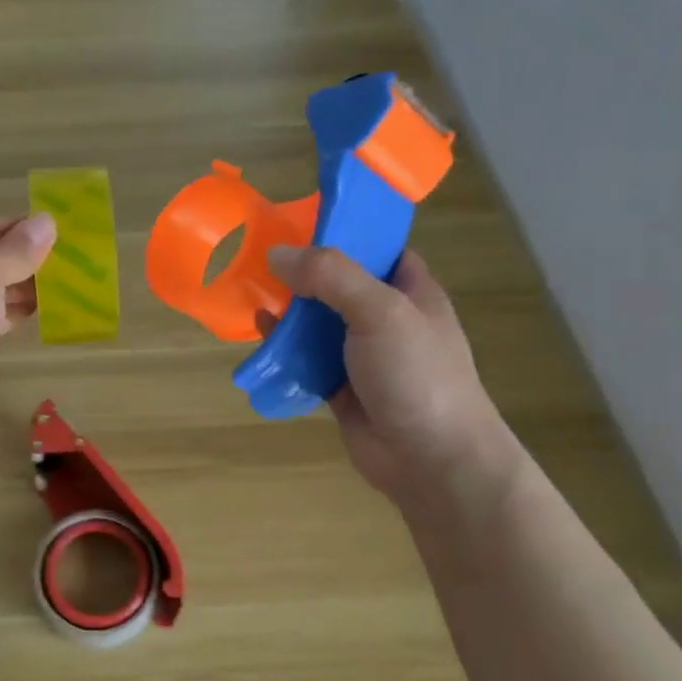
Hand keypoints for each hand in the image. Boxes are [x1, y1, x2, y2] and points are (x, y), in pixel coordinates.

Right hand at [266, 246, 510, 503]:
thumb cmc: (417, 374)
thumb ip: (330, 276)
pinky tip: (259, 335)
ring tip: (250, 291)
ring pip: (317, 322)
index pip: (376, 247)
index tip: (298, 221)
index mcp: (410, 290)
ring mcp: (361, 354)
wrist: (431, 459)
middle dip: (302, 272)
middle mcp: (385, 317)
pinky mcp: (339, 386)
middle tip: (259, 257)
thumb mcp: (379, 311)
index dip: (342, 231)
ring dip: (287, 310)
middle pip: (337, 283)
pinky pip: (305, 358)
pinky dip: (283, 347)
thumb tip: (276, 253)